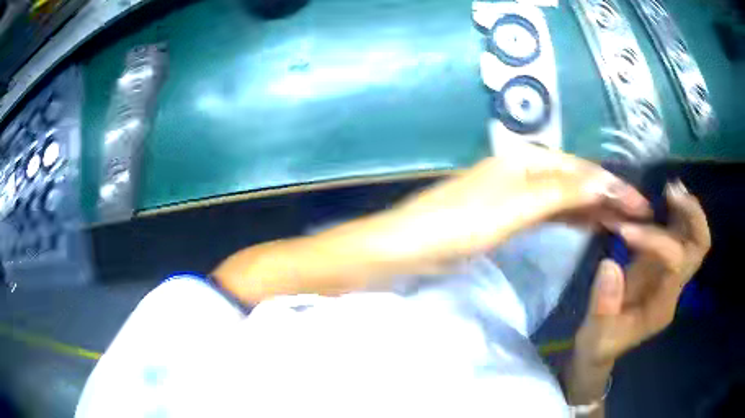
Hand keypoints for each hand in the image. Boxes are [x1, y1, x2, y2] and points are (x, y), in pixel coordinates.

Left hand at [394, 144, 650, 257]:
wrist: (412, 245)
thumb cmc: (461, 223)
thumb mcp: (516, 207)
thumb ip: (563, 192)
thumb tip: (605, 181)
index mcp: (527, 159)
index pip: (582, 170)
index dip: (613, 186)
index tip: (641, 205)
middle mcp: (525, 169)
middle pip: (576, 180)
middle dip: (608, 196)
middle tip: (637, 216)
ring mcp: (517, 192)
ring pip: (566, 196)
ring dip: (593, 207)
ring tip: (621, 222)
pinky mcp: (509, 214)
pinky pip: (551, 212)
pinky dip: (572, 217)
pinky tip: (588, 224)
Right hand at [575, 180, 710, 366]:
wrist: (603, 347)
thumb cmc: (599, 345)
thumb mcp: (595, 335)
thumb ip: (602, 305)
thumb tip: (609, 264)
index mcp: (661, 305)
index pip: (674, 263)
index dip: (655, 240)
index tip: (625, 230)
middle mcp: (673, 286)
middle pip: (699, 247)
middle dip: (692, 217)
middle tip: (672, 191)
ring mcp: (670, 273)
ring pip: (694, 236)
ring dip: (687, 209)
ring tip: (671, 187)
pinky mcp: (660, 263)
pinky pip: (679, 234)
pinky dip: (677, 212)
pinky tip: (665, 197)